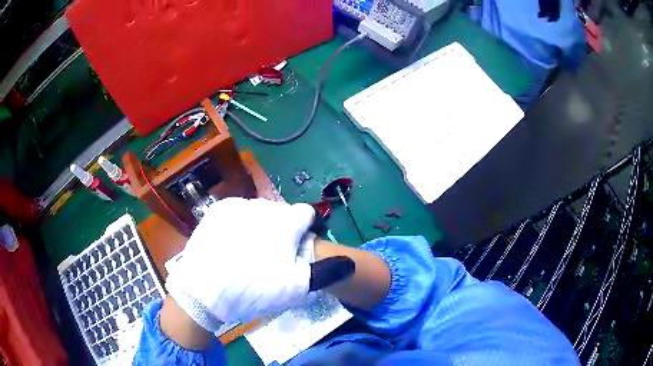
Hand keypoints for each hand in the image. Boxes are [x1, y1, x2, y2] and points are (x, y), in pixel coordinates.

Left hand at [165, 198, 315, 331]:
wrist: (204, 291)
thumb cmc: (254, 289)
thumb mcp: (296, 288)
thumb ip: (326, 271)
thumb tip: (348, 262)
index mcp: (285, 221)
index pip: (307, 213)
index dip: (307, 230)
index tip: (297, 248)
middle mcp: (262, 206)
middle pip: (282, 213)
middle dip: (283, 229)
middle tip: (272, 255)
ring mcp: (237, 205)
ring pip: (259, 212)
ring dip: (261, 226)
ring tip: (249, 251)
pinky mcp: (217, 210)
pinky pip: (237, 212)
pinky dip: (240, 224)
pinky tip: (231, 244)